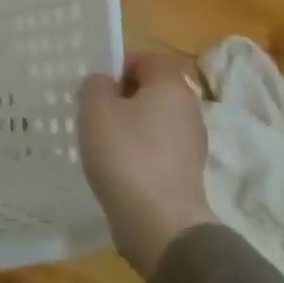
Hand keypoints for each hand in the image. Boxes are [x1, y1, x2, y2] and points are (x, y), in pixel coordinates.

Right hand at [78, 51, 217, 278]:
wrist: (159, 223)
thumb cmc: (126, 154)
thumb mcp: (96, 108)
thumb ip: (95, 85)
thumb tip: (105, 84)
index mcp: (172, 87)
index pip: (150, 59)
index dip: (122, 63)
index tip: (96, 81)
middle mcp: (189, 110)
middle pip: (153, 90)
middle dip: (122, 95)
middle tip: (92, 109)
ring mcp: (190, 145)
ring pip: (154, 121)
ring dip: (128, 125)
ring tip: (99, 139)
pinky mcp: (185, 174)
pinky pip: (156, 149)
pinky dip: (137, 152)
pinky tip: (115, 166)